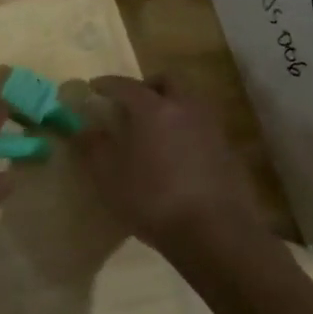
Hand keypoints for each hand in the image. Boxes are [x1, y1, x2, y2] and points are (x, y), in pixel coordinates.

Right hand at [74, 75, 261, 251]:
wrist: (214, 232)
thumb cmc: (152, 199)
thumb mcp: (109, 177)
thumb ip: (94, 148)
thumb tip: (84, 130)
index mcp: (153, 109)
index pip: (126, 85)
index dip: (107, 84)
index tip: (94, 88)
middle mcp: (185, 108)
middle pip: (167, 81)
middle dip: (147, 86)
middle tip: (131, 103)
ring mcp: (212, 128)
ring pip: (189, 102)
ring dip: (171, 106)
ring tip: (154, 130)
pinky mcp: (228, 150)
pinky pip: (202, 127)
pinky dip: (186, 130)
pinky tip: (177, 155)